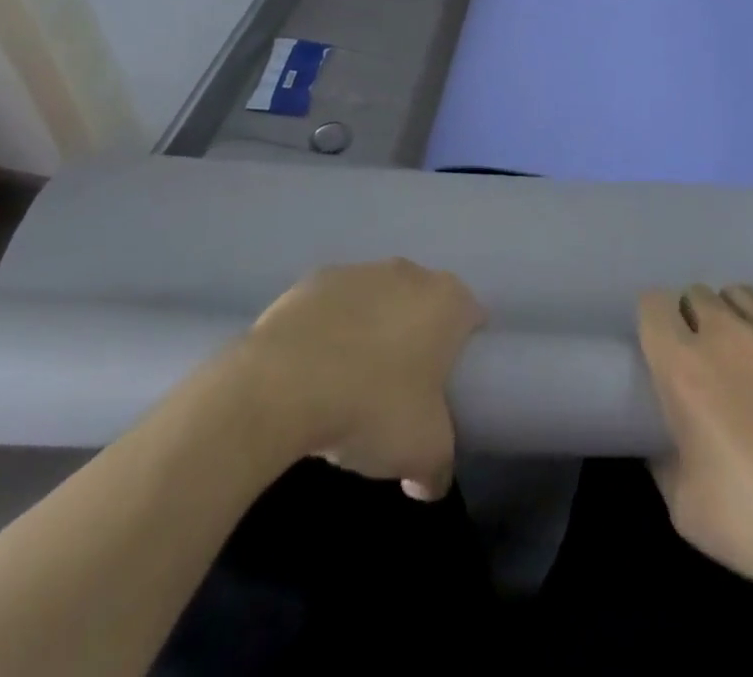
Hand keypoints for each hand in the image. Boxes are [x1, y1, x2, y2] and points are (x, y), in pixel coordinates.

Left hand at [234, 259, 484, 499]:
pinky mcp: (313, 279)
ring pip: (378, 302)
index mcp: (447, 299)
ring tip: (350, 386)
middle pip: (423, 306)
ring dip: (372, 333)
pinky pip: (334, 307)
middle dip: (416, 340)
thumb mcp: (422, 452)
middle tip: (401, 392)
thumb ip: (439, 468)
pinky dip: (330, 331)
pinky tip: (314, 371)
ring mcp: (359, 270)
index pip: (471, 318)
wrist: (281, 384)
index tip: (446, 390)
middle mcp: (409, 272)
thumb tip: (430, 482)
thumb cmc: (372, 406)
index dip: (463, 354)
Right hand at [638, 284, 752, 600]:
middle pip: (697, 294)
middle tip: (704, 361)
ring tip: (743, 353)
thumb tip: (664, 440)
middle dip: (693, 320)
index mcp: (683, 366)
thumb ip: (663, 458)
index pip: (653, 304)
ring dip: (733, 316)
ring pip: (739, 293)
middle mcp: (724, 334)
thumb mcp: (682, 506)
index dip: (654, 323)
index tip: (661, 351)